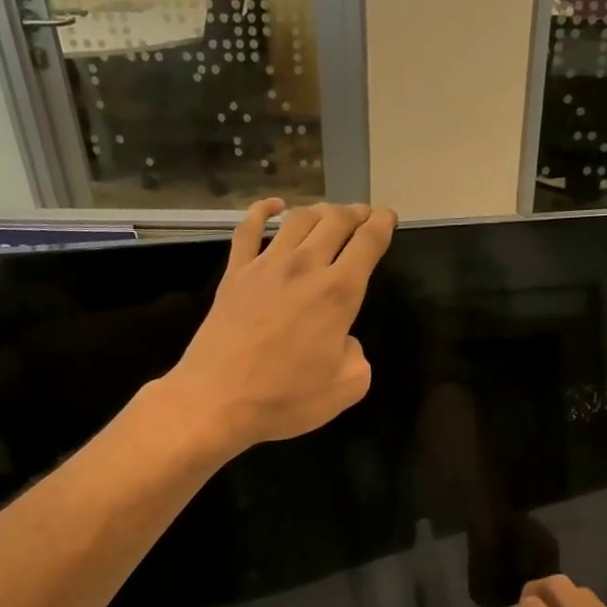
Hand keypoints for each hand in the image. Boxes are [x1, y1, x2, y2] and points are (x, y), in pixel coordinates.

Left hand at [163, 198, 396, 456]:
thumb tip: (344, 340)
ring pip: (298, 219)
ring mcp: (265, 266)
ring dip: (319, 210)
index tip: (388, 217)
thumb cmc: (286, 399)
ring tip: (329, 213)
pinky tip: (274, 206)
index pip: (368, 243)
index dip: (383, 224)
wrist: (217, 400)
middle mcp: (305, 267)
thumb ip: (357, 356)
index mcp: (338, 293)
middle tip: (363, 215)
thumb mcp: (346, 388)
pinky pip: (249, 229)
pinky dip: (263, 210)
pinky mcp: (235, 274)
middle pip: (335, 221)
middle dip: (355, 213)